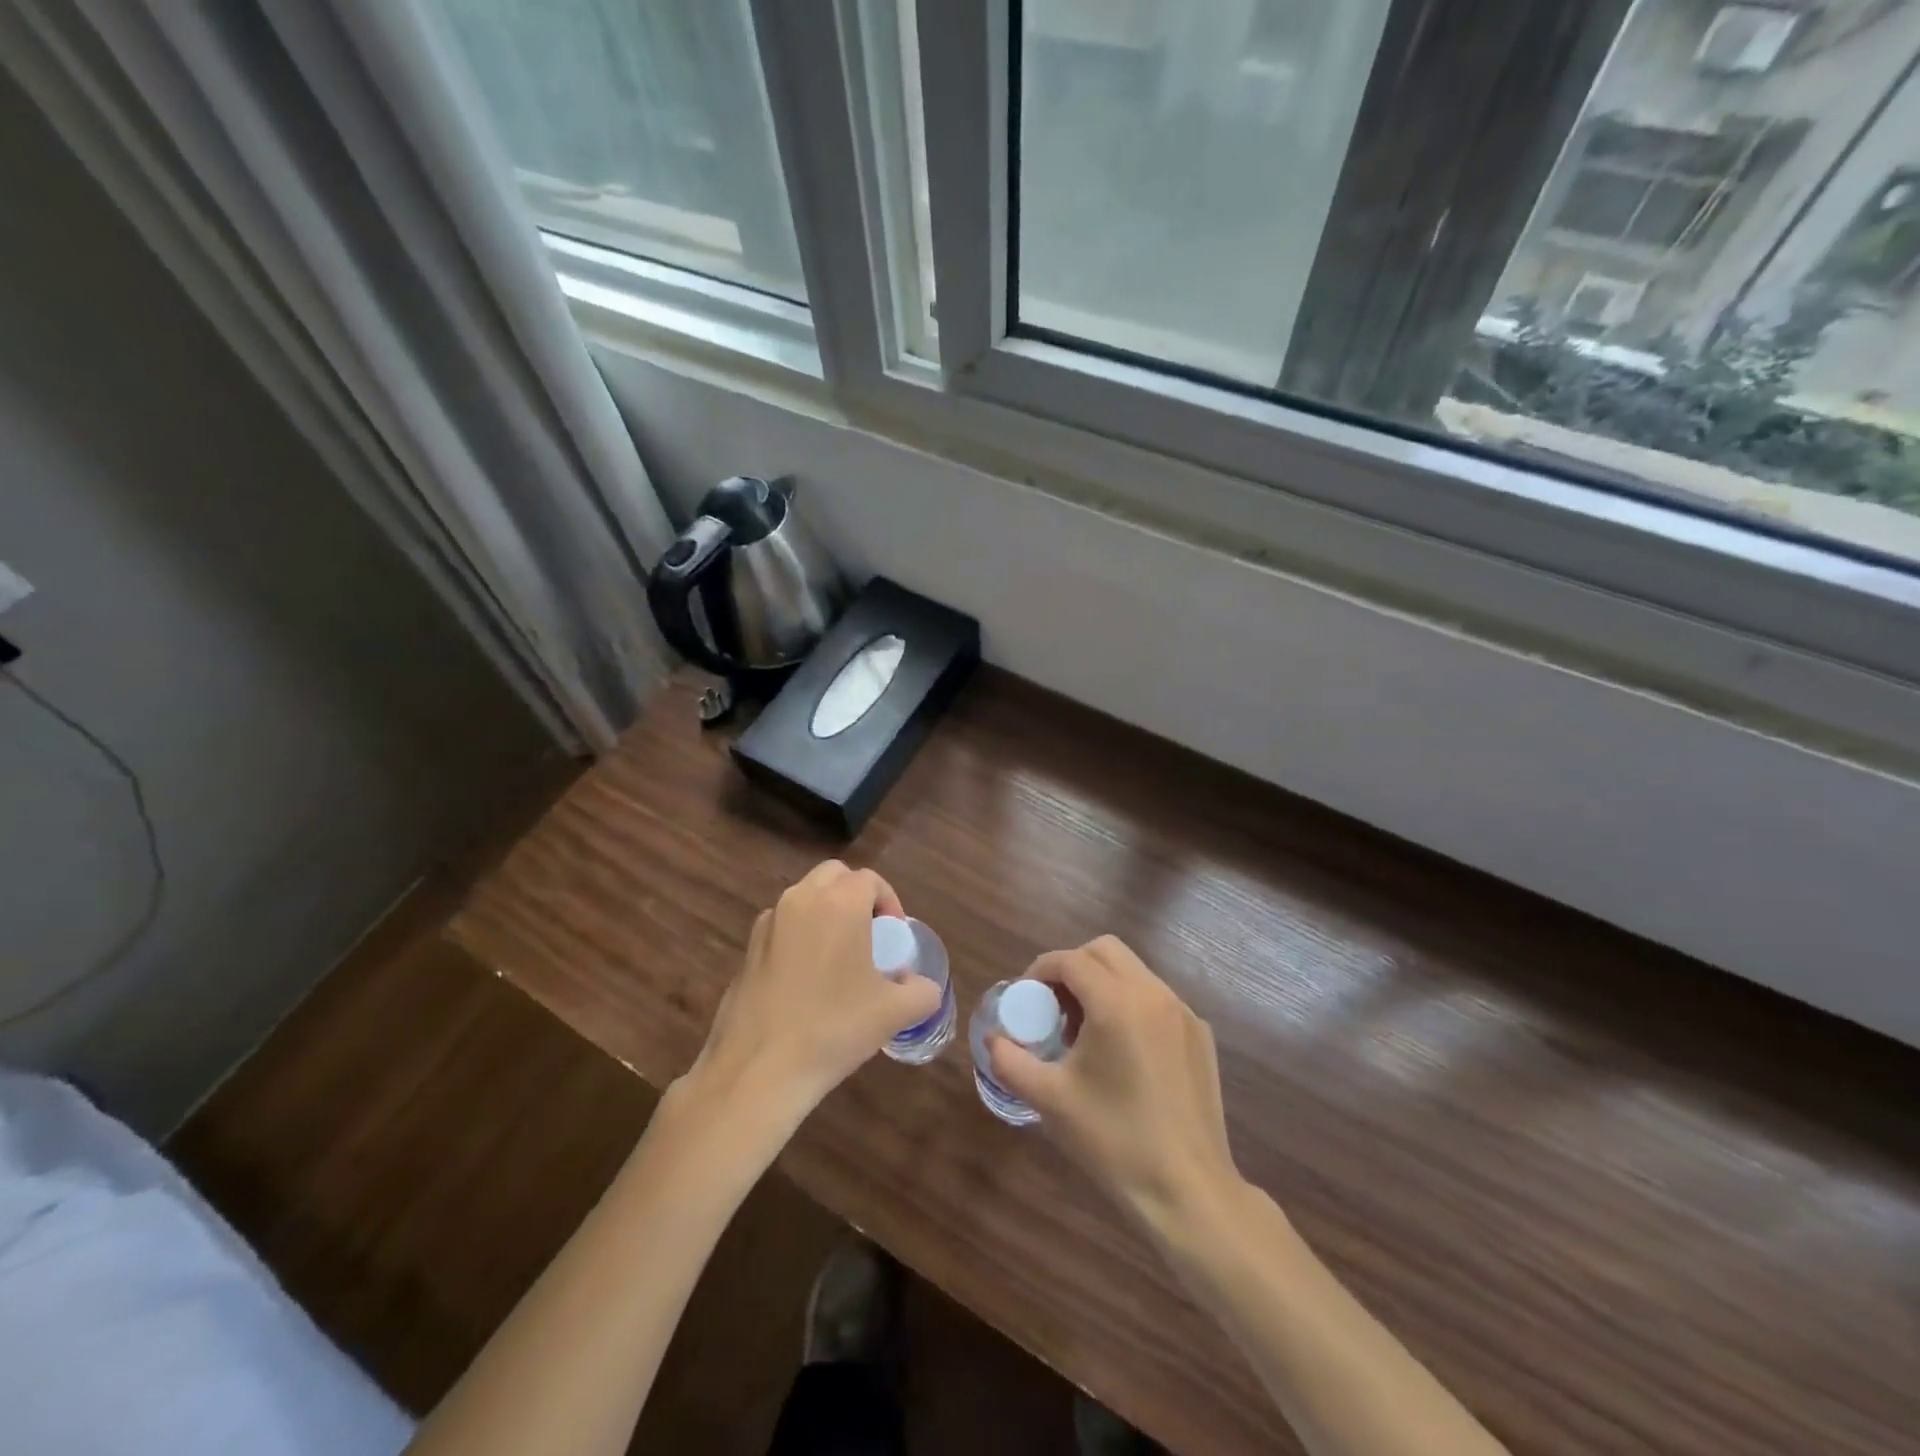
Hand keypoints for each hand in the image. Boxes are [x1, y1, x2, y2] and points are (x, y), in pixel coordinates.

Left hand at [681, 860, 942, 1133]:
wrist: (758, 1070)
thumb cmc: (834, 1029)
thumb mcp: (894, 1013)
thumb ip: (921, 991)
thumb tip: (921, 987)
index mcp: (839, 904)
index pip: (870, 880)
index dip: (889, 903)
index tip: (893, 938)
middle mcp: (800, 900)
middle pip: (834, 876)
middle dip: (855, 896)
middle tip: (868, 937)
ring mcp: (768, 923)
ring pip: (804, 898)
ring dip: (825, 913)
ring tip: (838, 960)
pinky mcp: (747, 949)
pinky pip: (782, 926)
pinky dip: (799, 936)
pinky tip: (805, 981)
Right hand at [990, 936, 1242, 1233]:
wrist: (1188, 1191)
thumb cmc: (1114, 1141)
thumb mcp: (1050, 1100)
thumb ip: (1011, 1061)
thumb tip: (993, 1040)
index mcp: (1117, 1003)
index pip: (1071, 960)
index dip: (1040, 970)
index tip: (1026, 997)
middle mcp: (1154, 994)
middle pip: (1105, 950)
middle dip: (1073, 966)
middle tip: (1054, 1006)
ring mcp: (1183, 1012)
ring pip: (1134, 971)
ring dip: (1102, 983)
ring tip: (1086, 1031)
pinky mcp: (1200, 1035)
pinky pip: (1157, 999)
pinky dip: (1131, 1004)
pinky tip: (1123, 1052)